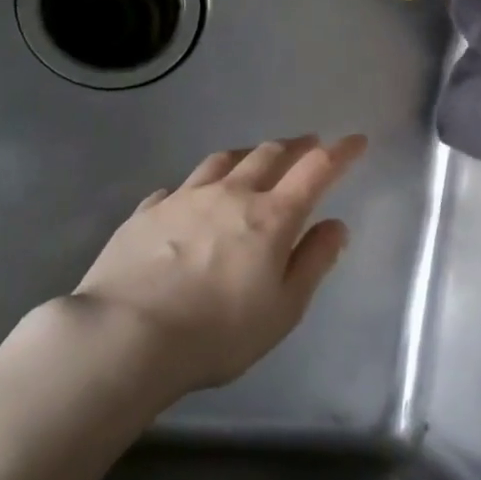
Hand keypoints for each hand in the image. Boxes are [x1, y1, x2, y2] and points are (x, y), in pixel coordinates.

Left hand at [72, 134, 367, 391]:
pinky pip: (177, 187)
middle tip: (308, 145)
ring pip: (222, 160)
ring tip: (254, 159)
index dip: (341, 152)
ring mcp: (184, 198)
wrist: (124, 337)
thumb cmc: (217, 332)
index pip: (316, 169)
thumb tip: (335, 226)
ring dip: (247, 155)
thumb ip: (314, 262)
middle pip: (269, 154)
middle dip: (295, 146)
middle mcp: (231, 195)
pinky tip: (190, 198)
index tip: (356, 141)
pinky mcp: (146, 212)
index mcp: (272, 217)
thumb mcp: (283, 309)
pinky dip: (195, 187)